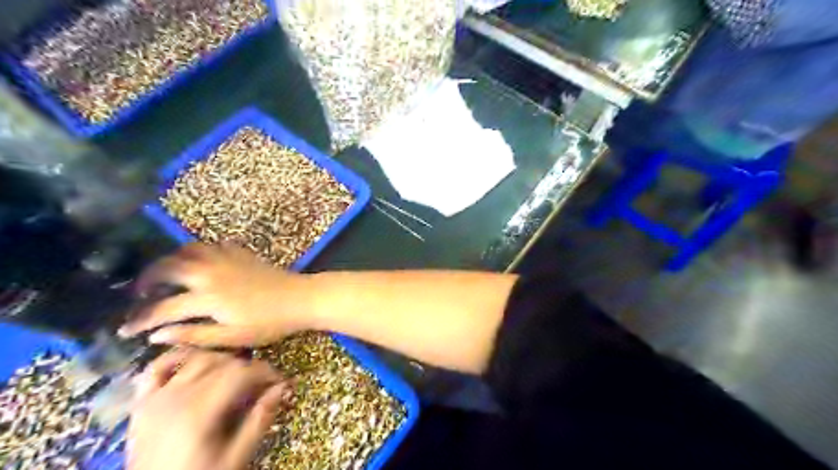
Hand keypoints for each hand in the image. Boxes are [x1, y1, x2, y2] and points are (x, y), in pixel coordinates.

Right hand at [121, 245, 320, 345]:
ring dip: (171, 260)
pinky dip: (198, 251)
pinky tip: (199, 263)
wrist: (300, 299)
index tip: (124, 330)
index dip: (139, 320)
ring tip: (166, 275)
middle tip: (141, 294)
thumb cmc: (269, 323)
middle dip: (147, 279)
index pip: (162, 307)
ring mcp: (227, 258)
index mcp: (208, 297)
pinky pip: (211, 245)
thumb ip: (193, 335)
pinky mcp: (241, 252)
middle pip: (168, 267)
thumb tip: (155, 335)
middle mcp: (211, 272)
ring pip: (188, 249)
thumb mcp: (232, 338)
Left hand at [127, 348, 292, 469]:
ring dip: (220, 360)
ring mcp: (156, 398)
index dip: (265, 372)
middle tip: (262, 382)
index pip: (241, 373)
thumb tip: (282, 388)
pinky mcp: (142, 403)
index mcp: (199, 411)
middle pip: (222, 363)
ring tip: (234, 374)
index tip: (279, 381)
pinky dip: (177, 359)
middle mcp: (176, 396)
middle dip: (248, 367)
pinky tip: (194, 363)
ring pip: (196, 359)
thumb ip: (259, 421)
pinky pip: (157, 368)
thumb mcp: (234, 458)